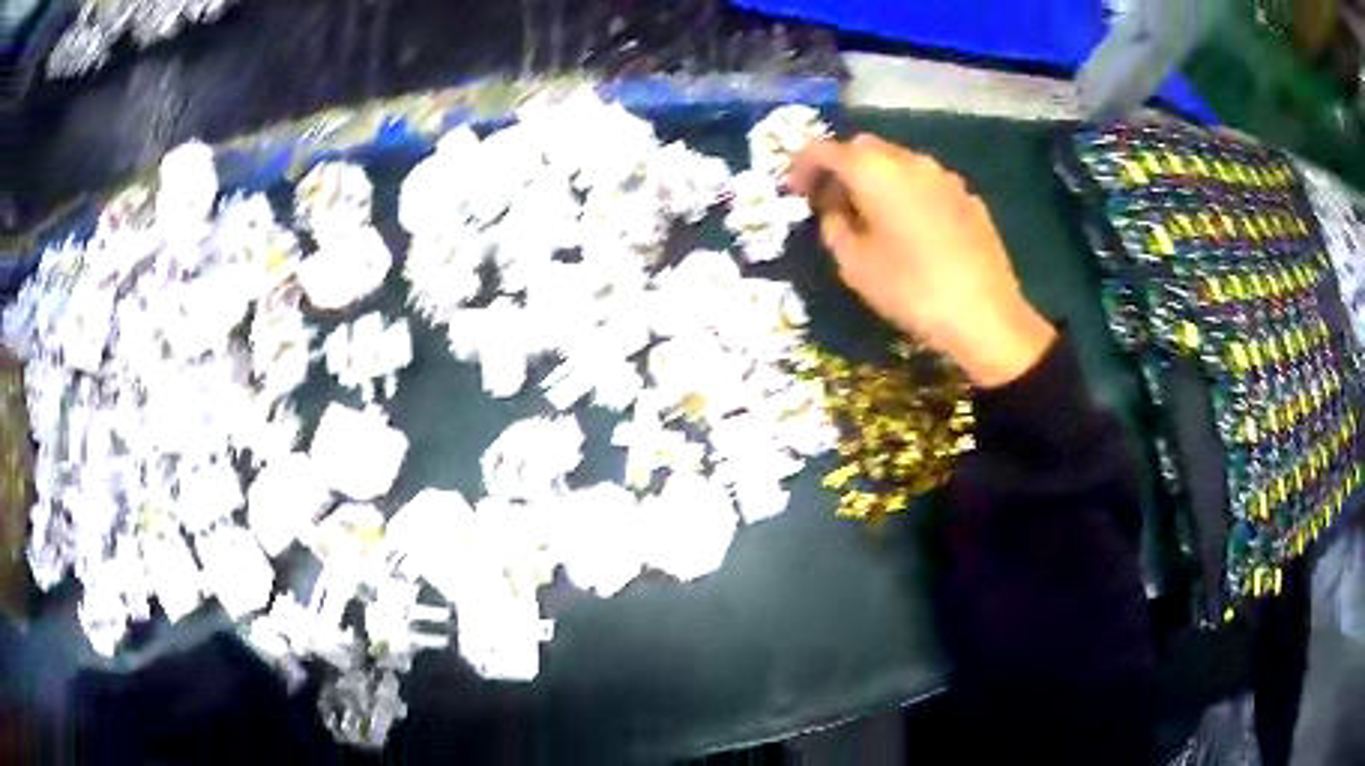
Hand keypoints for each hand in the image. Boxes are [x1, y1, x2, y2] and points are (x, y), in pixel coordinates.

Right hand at [788, 134, 1055, 387]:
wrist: (986, 316)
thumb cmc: (911, 290)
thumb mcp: (854, 265)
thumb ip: (834, 227)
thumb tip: (836, 210)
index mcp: (874, 170)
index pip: (824, 149)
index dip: (802, 165)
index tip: (794, 191)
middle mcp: (910, 160)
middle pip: (864, 148)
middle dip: (842, 168)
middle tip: (831, 202)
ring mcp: (944, 176)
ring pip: (898, 163)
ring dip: (876, 179)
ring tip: (871, 216)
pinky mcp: (968, 198)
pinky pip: (926, 184)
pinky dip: (908, 194)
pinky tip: (912, 230)